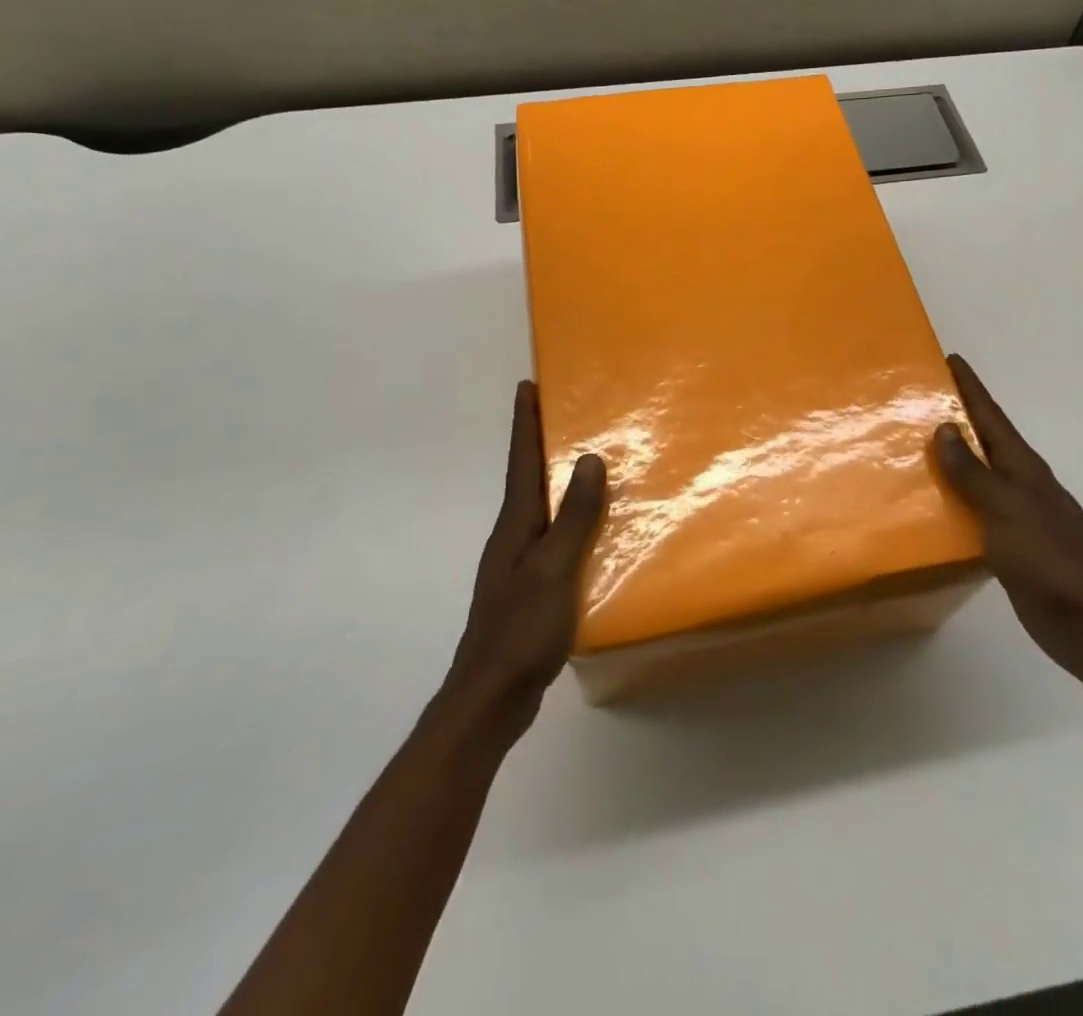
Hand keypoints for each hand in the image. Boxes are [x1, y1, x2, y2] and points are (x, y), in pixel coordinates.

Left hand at [443, 382, 606, 735]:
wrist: (490, 697)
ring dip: (556, 481)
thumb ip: (573, 516)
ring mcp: (519, 564)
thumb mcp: (553, 568)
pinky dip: (569, 520)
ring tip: (586, 463)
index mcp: (515, 524)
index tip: (526, 385)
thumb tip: (588, 459)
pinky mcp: (530, 588)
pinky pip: (553, 538)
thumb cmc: (521, 628)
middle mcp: (512, 536)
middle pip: (527, 478)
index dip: (524, 422)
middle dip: (540, 442)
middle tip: (565, 412)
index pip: (520, 460)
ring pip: (541, 508)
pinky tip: (592, 531)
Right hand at [933, 354, 1082, 678]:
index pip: (993, 417)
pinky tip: (937, 502)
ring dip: (956, 457)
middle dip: (961, 417)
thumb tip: (946, 427)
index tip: (951, 360)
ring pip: (982, 474)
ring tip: (920, 445)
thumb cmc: (1044, 556)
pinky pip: (978, 507)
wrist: (1081, 620)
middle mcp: (1024, 483)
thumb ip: (973, 471)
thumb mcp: (1005, 507)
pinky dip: (958, 496)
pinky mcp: (1012, 542)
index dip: (972, 388)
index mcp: (1025, 468)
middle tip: (925, 399)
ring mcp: (1021, 513)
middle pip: (988, 440)